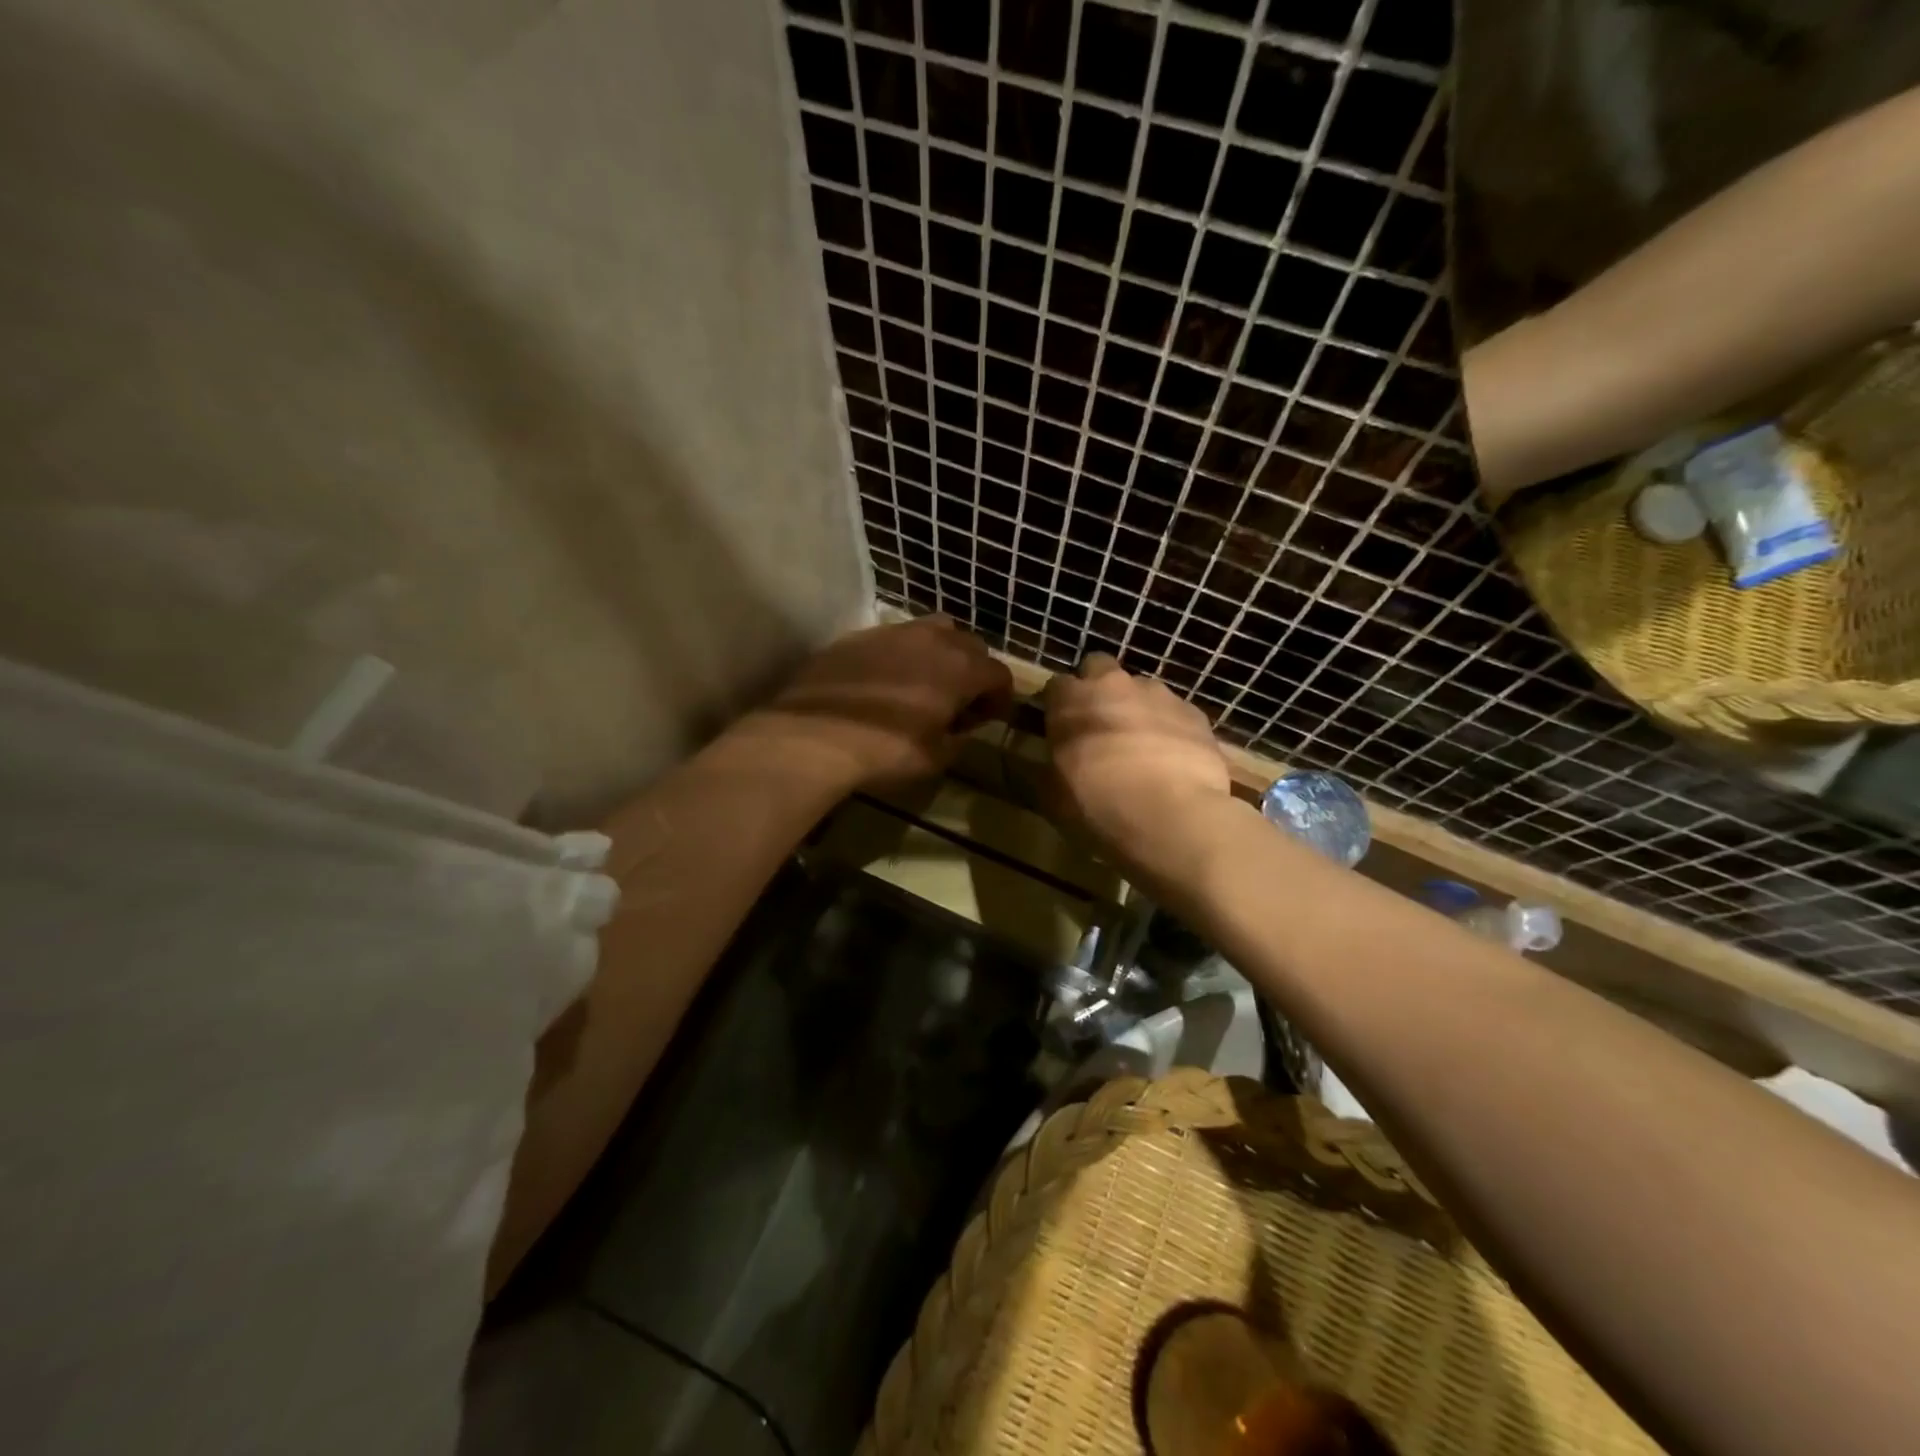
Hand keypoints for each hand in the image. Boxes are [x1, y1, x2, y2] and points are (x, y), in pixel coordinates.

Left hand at [751, 615, 1013, 791]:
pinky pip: (894, 638)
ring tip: (925, 682)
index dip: (1000, 698)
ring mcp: (893, 632)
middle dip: (973, 671)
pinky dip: (902, 655)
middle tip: (959, 702)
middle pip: (970, 645)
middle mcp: (933, 640)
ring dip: (939, 654)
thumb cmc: (886, 750)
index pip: (999, 674)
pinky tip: (885, 681)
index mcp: (961, 669)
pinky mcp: (859, 636)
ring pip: (933, 630)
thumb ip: (957, 739)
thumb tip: (958, 729)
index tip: (988, 718)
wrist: (815, 734)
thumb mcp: (935, 757)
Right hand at [1043, 654, 1235, 882]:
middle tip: (1099, 726)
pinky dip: (1170, 729)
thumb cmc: (1096, 806)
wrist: (1171, 818)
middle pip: (1099, 667)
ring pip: (1141, 689)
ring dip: (1136, 709)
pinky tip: (1172, 762)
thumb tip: (1049, 764)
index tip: (1060, 729)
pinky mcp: (1195, 713)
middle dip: (1097, 689)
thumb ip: (1047, 769)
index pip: (1056, 685)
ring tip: (1141, 749)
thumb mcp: (1051, 797)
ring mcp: (1159, 695)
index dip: (1057, 706)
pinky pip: (1175, 713)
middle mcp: (1114, 685)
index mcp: (1071, 701)